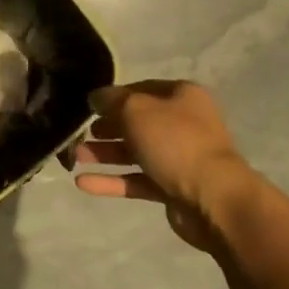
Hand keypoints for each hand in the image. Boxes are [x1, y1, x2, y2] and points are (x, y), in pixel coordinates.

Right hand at [73, 80, 263, 254]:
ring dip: (104, 154)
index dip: (113, 96)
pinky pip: (137, 180)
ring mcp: (179, 158)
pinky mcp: (173, 188)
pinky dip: (112, 181)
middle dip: (106, 128)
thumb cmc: (175, 142)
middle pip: (137, 122)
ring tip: (75, 158)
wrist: (213, 198)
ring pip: (135, 152)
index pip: (141, 89)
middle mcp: (183, 124)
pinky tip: (83, 183)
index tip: (88, 106)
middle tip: (79, 133)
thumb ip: (112, 101)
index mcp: (182, 97)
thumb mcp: (136, 110)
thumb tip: (96, 97)